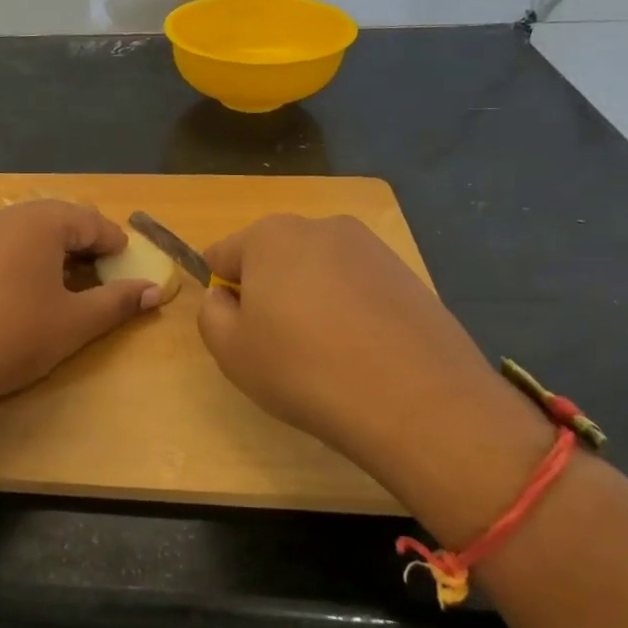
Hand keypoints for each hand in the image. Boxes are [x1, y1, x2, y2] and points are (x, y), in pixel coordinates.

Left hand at [0, 201, 160, 410]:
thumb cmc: (16, 336)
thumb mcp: (76, 322)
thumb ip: (118, 302)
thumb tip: (156, 292)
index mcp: (40, 222)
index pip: (90, 221)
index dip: (114, 242)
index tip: (129, 264)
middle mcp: (8, 216)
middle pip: (59, 219)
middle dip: (85, 243)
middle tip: (104, 273)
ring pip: (30, 230)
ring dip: (56, 249)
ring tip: (71, 281)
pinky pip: (5, 242)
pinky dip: (27, 256)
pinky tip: (31, 287)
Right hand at [198, 215, 550, 541]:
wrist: (416, 401)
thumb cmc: (304, 369)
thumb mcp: (230, 351)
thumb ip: (211, 314)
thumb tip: (224, 297)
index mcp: (269, 235)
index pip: (223, 254)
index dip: (221, 293)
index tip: (236, 330)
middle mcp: (320, 227)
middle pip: (273, 257)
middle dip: (268, 291)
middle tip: (277, 344)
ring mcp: (371, 248)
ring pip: (318, 271)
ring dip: (310, 299)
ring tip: (324, 353)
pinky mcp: (407, 274)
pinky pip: (358, 288)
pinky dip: (350, 311)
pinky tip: (361, 352)